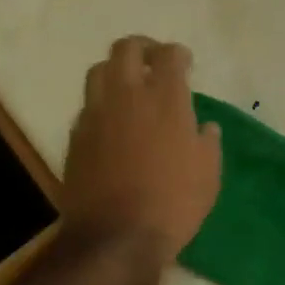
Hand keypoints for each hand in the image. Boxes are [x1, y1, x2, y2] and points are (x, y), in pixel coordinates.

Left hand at [60, 36, 221, 267]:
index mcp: (165, 99)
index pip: (169, 55)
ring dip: (115, 71)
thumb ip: (207, 143)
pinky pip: (87, 106)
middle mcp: (127, 96)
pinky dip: (101, 105)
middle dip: (142, 47)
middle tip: (154, 61)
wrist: (116, 237)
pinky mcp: (76, 137)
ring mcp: (96, 114)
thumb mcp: (208, 175)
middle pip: (126, 48)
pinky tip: (111, 123)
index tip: (185, 63)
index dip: (178, 54)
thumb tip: (205, 128)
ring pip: (98, 71)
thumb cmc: (174, 204)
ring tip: (128, 87)